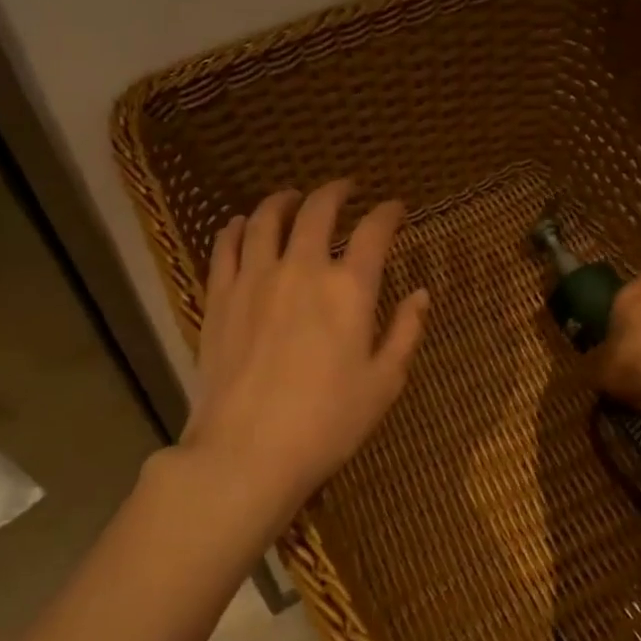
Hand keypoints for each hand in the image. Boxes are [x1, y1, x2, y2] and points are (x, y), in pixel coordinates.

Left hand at [180, 181, 430, 540]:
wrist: (247, 452)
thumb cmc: (327, 424)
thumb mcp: (383, 384)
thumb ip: (406, 333)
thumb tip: (421, 294)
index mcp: (349, 290)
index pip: (374, 232)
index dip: (388, 213)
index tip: (396, 208)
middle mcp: (302, 270)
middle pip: (318, 211)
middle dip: (336, 192)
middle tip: (346, 188)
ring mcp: (255, 279)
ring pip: (266, 219)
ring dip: (283, 200)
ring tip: (293, 197)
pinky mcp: (219, 297)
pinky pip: (225, 247)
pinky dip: (236, 228)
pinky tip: (241, 224)